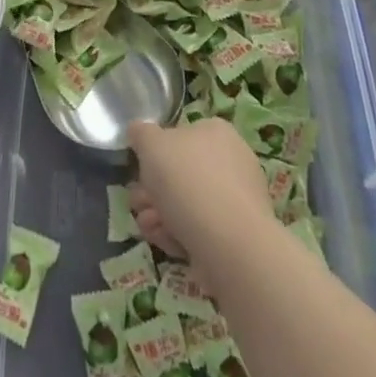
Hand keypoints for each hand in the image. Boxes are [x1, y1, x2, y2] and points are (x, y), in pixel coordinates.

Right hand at [126, 118, 274, 266]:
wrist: (230, 245)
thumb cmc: (188, 181)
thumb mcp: (151, 144)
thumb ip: (141, 133)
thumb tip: (138, 132)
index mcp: (216, 132)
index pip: (180, 135)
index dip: (155, 153)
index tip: (140, 170)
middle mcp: (231, 161)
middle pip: (181, 173)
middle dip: (152, 190)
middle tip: (138, 203)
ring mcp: (236, 200)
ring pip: (187, 203)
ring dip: (159, 214)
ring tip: (148, 226)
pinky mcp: (236, 235)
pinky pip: (200, 229)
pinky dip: (179, 234)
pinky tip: (167, 242)